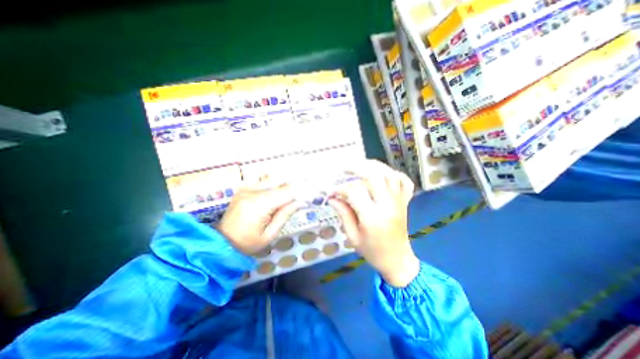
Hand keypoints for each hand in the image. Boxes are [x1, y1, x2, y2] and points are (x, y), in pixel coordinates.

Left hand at [217, 178, 303, 252]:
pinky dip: (272, 179)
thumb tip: (300, 201)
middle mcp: (252, 192)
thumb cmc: (248, 243)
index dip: (301, 190)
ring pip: (271, 176)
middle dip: (295, 183)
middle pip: (280, 180)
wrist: (222, 243)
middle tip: (306, 187)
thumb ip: (285, 214)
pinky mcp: (243, 188)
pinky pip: (261, 177)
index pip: (286, 192)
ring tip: (294, 187)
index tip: (312, 191)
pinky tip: (278, 185)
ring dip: (285, 180)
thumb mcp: (270, 234)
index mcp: (259, 205)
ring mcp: (246, 188)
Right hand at [329, 162, 421, 286]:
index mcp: (372, 217)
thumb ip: (343, 214)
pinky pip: (405, 182)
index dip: (340, 189)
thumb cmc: (373, 252)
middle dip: (357, 168)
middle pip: (374, 176)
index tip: (332, 192)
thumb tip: (332, 198)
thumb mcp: (353, 237)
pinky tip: (384, 174)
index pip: (354, 192)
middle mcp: (388, 206)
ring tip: (361, 166)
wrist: (398, 261)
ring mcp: (399, 202)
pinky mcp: (405, 202)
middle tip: (344, 169)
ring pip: (390, 174)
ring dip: (374, 166)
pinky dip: (395, 174)